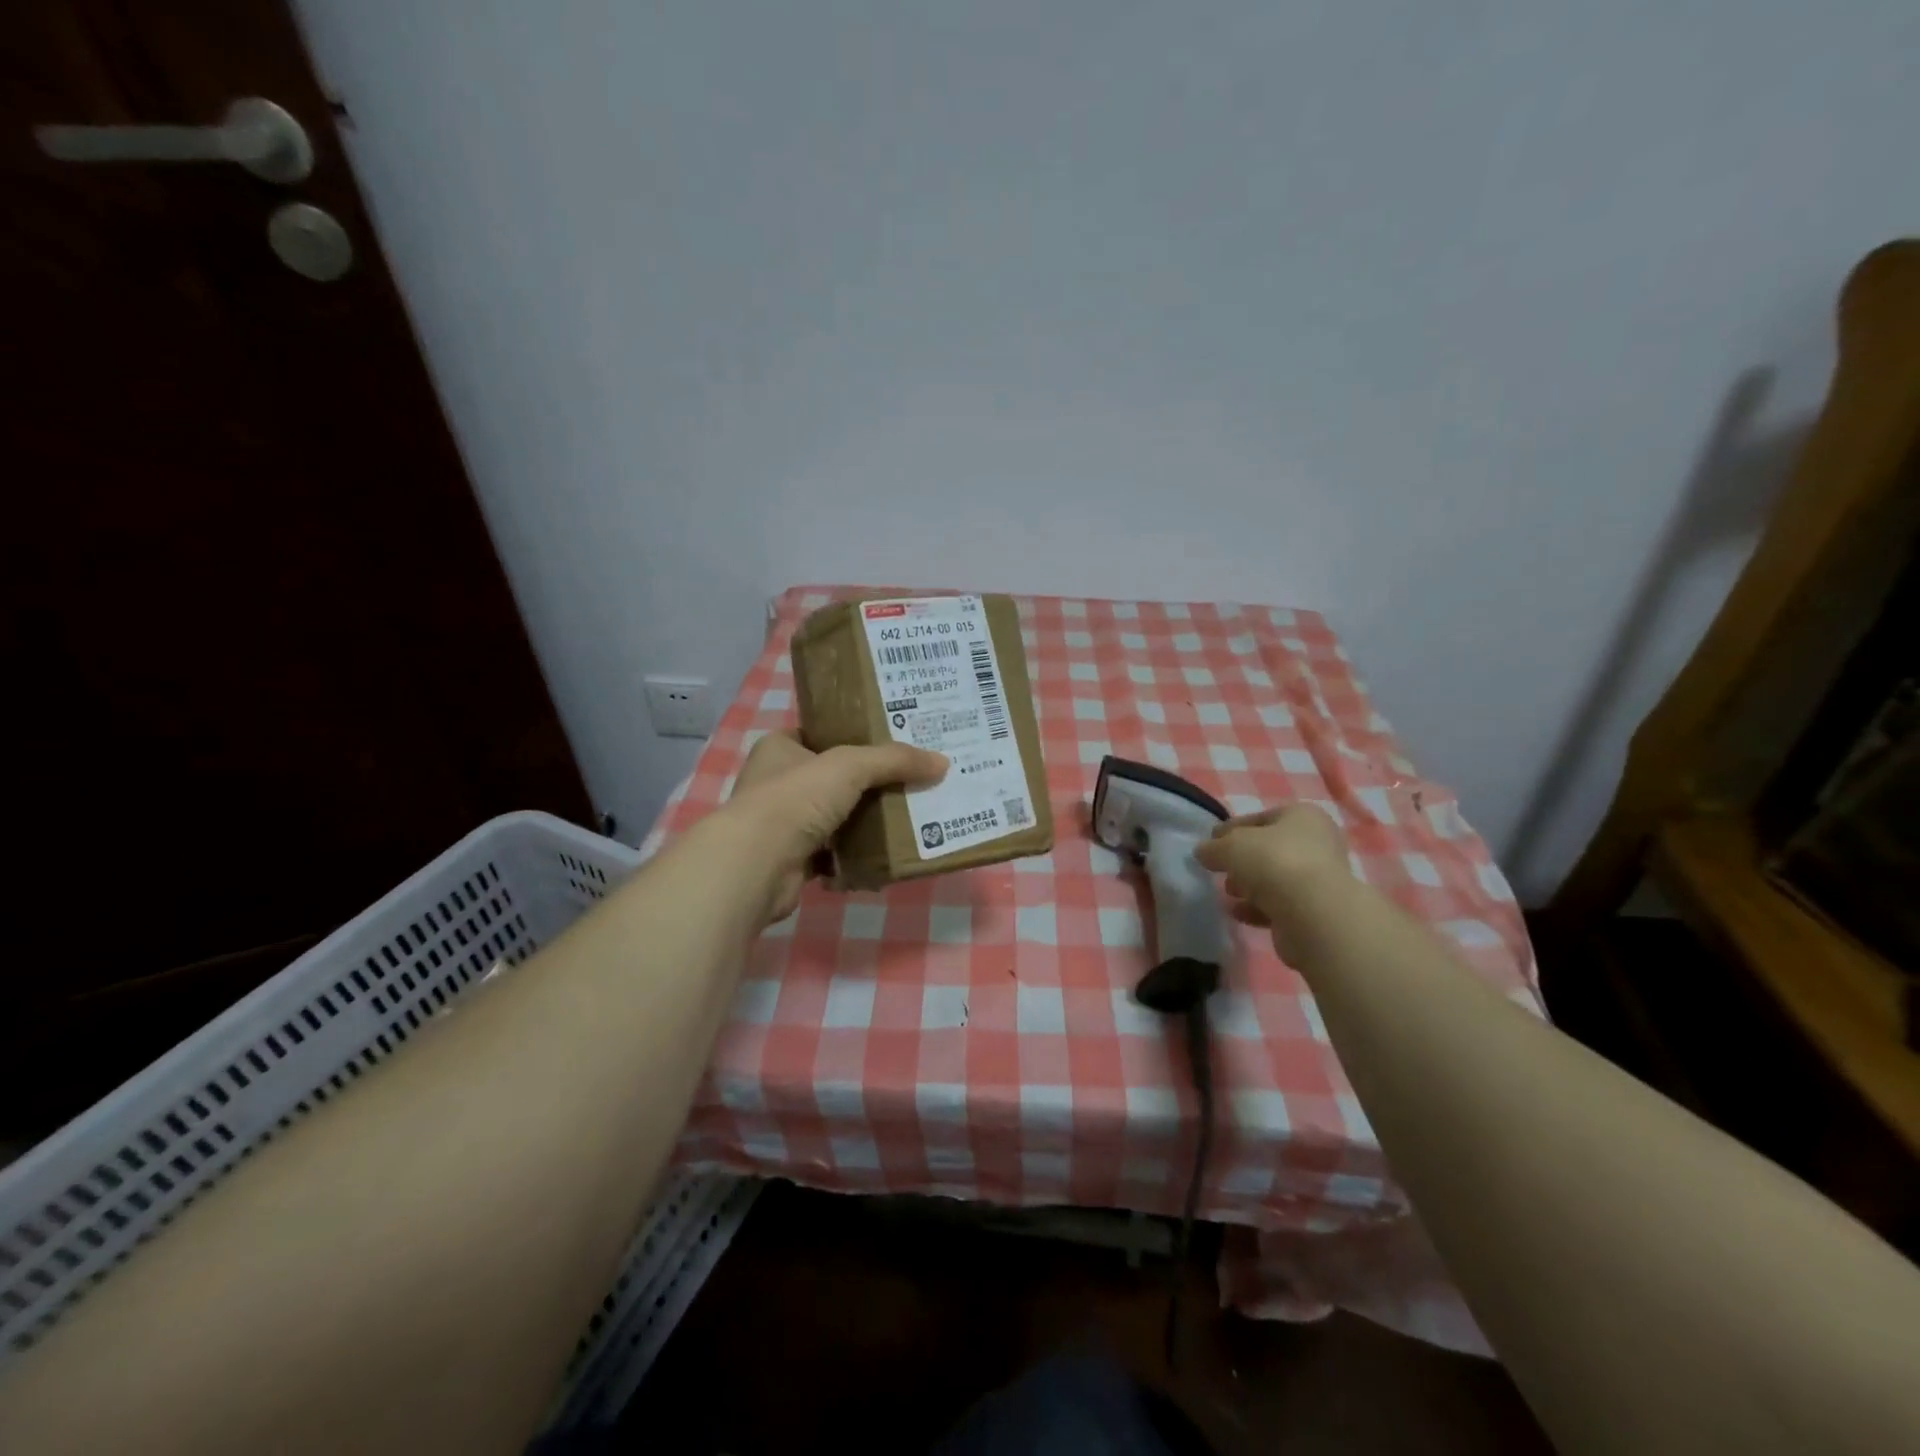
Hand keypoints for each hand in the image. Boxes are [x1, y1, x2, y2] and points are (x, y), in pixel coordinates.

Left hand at [722, 731, 946, 920]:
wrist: (758, 865)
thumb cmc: (796, 798)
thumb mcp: (851, 765)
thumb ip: (895, 760)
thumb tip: (942, 763)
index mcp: (780, 749)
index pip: (820, 735)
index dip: (853, 737)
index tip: (892, 743)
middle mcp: (777, 783)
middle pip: (832, 779)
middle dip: (868, 783)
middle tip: (910, 780)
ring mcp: (783, 825)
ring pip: (835, 818)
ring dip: (864, 822)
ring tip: (907, 817)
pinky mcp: (792, 861)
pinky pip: (834, 855)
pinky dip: (856, 857)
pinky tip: (886, 856)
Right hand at [1194, 803, 1350, 956]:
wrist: (1312, 914)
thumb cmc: (1273, 862)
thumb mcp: (1230, 846)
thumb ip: (1213, 847)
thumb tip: (1204, 852)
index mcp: (1303, 816)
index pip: (1260, 818)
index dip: (1232, 829)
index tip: (1210, 841)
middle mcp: (1318, 844)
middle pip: (1269, 849)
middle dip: (1242, 860)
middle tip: (1219, 869)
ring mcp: (1320, 879)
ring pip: (1275, 878)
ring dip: (1249, 886)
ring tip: (1228, 893)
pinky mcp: (1316, 911)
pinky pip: (1280, 905)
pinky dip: (1257, 908)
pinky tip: (1238, 913)